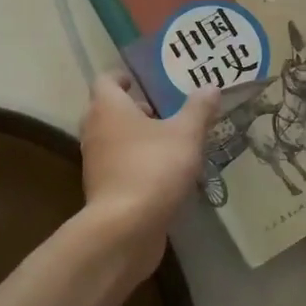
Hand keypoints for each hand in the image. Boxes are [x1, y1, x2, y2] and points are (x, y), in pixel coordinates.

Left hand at [79, 71, 219, 279]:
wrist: (125, 228)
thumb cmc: (153, 168)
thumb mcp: (186, 134)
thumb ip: (198, 109)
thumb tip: (211, 86)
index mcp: (107, 108)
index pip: (106, 80)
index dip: (123, 77)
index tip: (142, 81)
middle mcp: (95, 130)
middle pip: (108, 110)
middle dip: (134, 109)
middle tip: (164, 110)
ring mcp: (95, 162)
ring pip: (114, 140)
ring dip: (136, 138)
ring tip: (170, 142)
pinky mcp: (102, 190)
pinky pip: (119, 166)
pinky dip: (136, 163)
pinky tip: (164, 173)